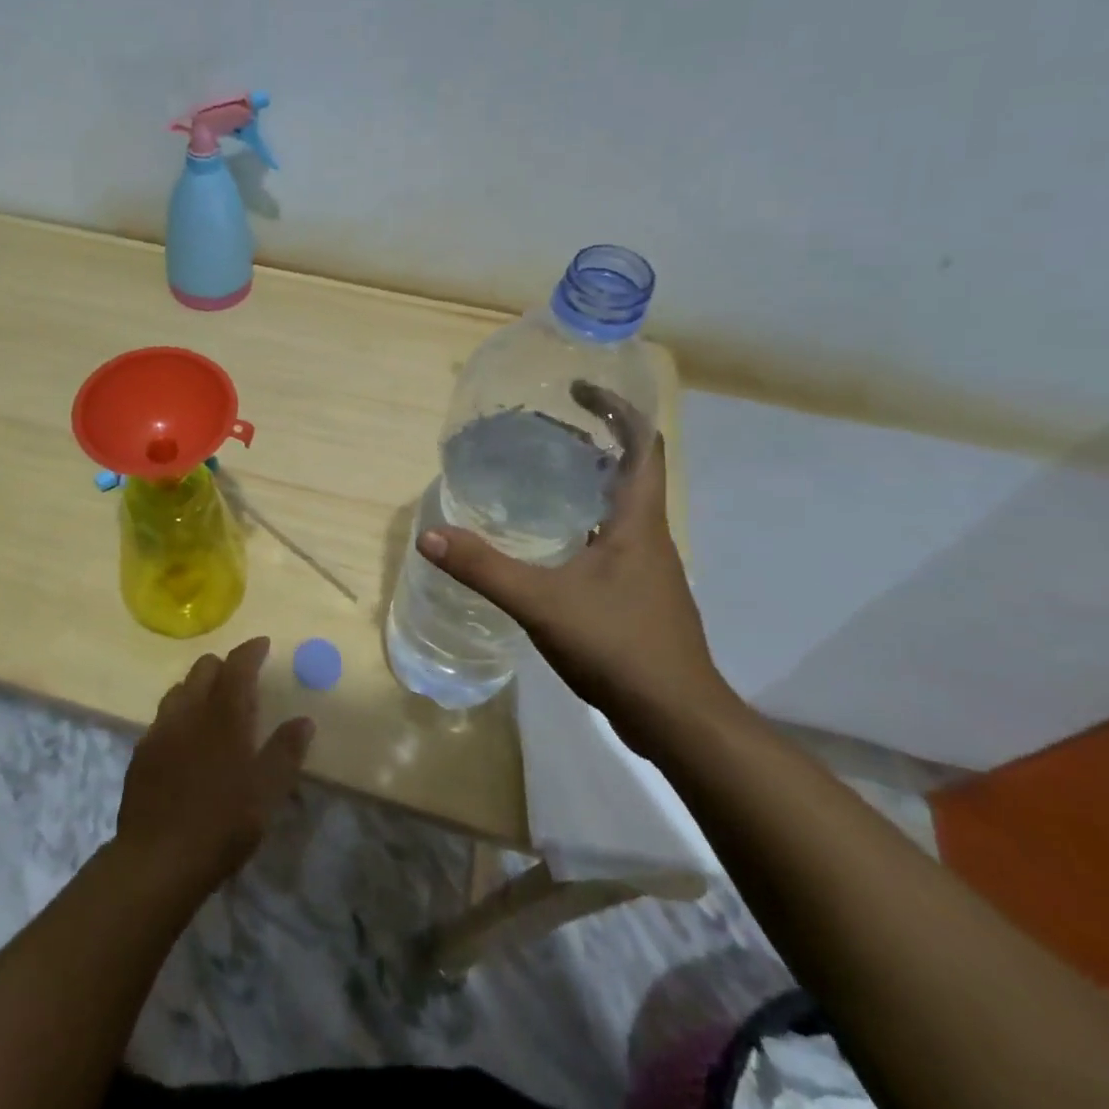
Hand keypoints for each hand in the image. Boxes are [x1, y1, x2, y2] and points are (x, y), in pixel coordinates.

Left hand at [115, 637, 313, 892]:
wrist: (156, 860)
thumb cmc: (221, 824)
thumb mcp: (266, 793)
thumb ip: (285, 752)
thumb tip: (304, 720)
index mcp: (223, 714)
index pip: (237, 665)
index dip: (251, 650)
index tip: (263, 644)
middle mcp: (189, 710)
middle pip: (204, 668)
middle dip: (224, 666)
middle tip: (242, 681)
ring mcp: (160, 729)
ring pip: (180, 689)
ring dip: (199, 687)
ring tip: (213, 707)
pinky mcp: (141, 752)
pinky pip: (163, 717)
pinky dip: (179, 714)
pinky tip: (185, 740)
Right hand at [417, 382, 740, 749]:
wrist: (677, 719)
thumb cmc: (620, 647)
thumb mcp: (543, 604)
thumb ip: (486, 569)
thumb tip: (431, 536)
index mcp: (638, 521)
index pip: (642, 444)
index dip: (616, 408)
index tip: (577, 389)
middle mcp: (648, 535)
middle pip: (628, 469)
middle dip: (590, 440)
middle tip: (537, 429)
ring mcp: (645, 567)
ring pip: (617, 505)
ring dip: (585, 481)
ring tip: (534, 474)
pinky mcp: (635, 593)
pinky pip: (609, 538)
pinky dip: (581, 521)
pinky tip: (545, 540)